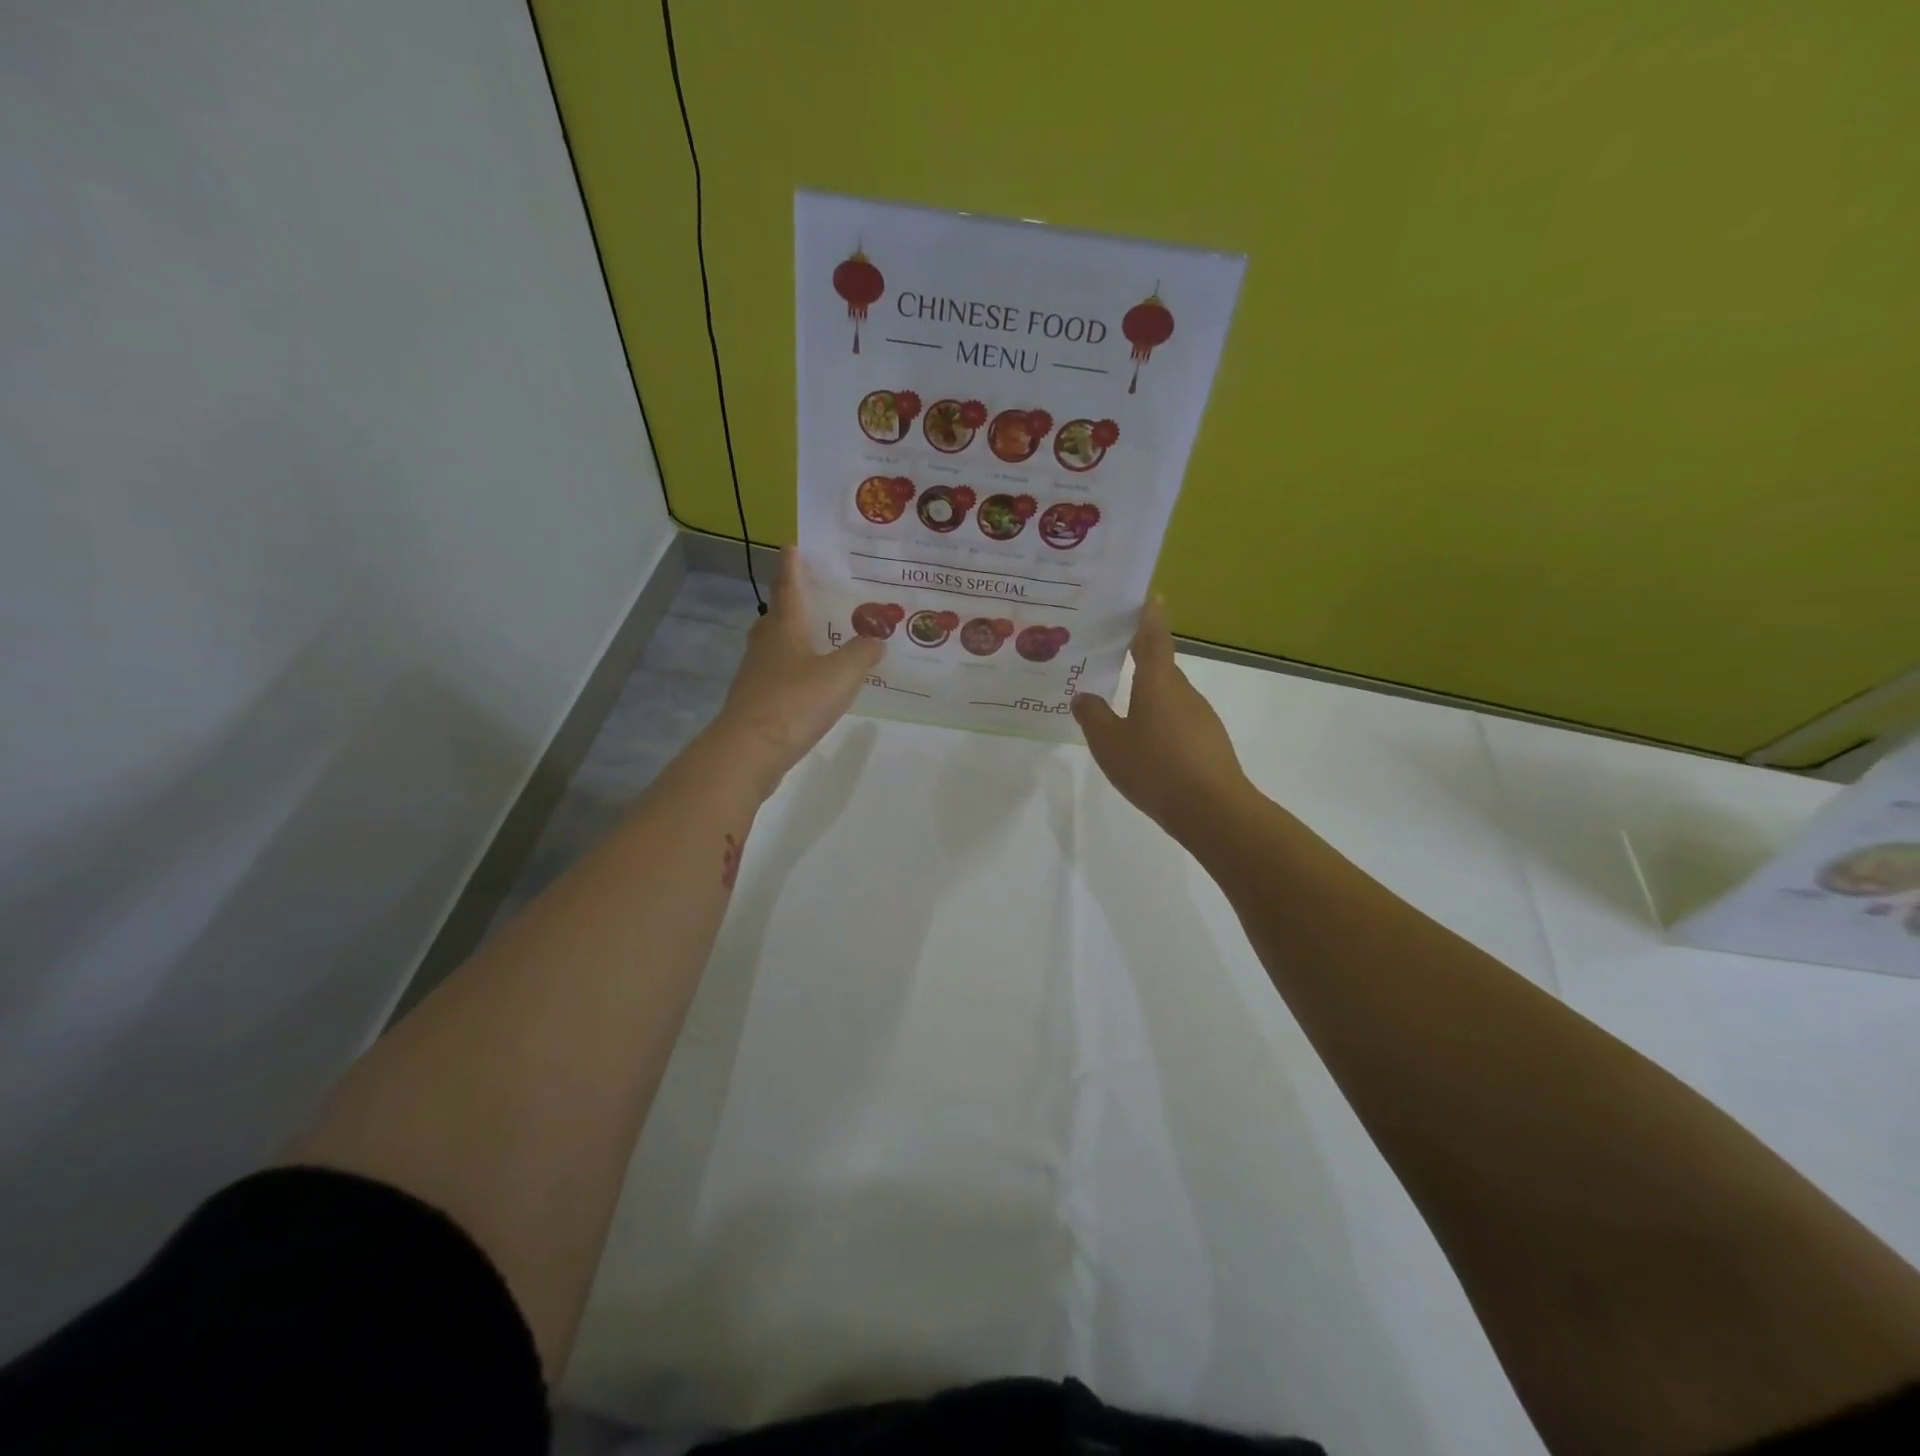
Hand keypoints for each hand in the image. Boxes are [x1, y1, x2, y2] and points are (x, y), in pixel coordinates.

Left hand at [712, 548, 881, 797]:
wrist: (751, 749)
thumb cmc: (796, 701)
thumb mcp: (841, 674)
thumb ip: (863, 654)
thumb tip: (877, 638)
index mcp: (785, 626)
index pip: (789, 585)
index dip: (792, 564)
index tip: (793, 545)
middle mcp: (767, 643)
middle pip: (779, 614)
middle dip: (795, 601)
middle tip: (818, 595)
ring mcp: (757, 672)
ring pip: (777, 645)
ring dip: (795, 637)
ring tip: (821, 638)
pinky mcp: (757, 700)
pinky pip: (779, 674)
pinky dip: (796, 669)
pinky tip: (812, 681)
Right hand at [1072, 597, 1250, 837]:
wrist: (1212, 809)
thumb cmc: (1155, 767)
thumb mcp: (1109, 743)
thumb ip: (1093, 717)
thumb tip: (1083, 696)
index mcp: (1158, 681)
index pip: (1154, 637)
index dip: (1149, 615)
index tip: (1147, 595)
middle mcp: (1182, 691)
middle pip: (1161, 665)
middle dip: (1140, 656)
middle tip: (1112, 652)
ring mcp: (1200, 716)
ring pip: (1169, 695)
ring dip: (1148, 693)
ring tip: (1121, 703)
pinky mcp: (1209, 741)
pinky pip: (1178, 719)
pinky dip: (1160, 720)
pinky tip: (1146, 742)